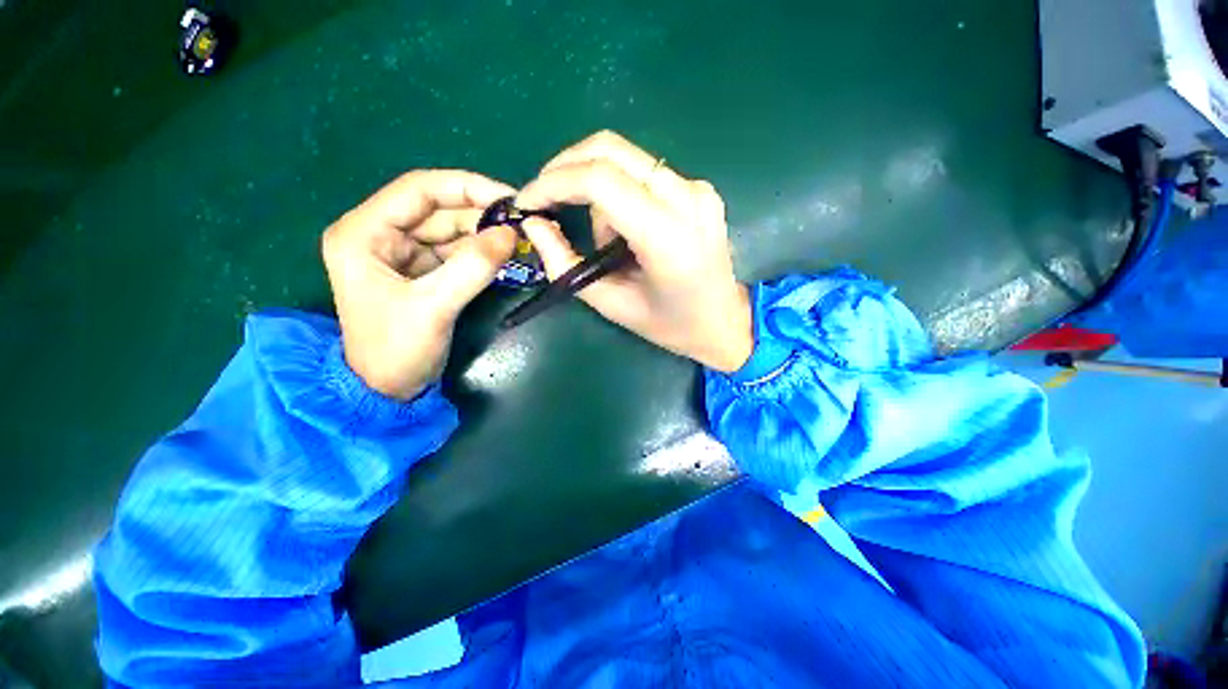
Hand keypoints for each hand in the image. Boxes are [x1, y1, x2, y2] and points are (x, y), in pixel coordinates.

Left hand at [322, 170, 517, 399]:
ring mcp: (401, 253)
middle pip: (437, 209)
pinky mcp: (420, 271)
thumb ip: (473, 267)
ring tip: (519, 237)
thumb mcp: (434, 307)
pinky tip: (504, 254)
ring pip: (449, 230)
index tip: (508, 197)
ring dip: (484, 233)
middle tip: (522, 221)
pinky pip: (455, 252)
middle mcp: (380, 234)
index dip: (466, 187)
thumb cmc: (396, 350)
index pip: (419, 190)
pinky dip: (480, 252)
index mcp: (364, 233)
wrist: (387, 391)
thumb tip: (511, 233)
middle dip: (480, 213)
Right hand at [516, 131, 752, 372]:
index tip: (527, 201)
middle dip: (566, 168)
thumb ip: (565, 264)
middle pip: (611, 149)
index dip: (553, 182)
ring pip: (624, 160)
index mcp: (667, 236)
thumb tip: (534, 224)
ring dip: (596, 190)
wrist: (724, 321)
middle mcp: (687, 199)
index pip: (600, 180)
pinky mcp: (699, 189)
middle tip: (545, 200)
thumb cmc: (669, 325)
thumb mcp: (610, 304)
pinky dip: (620, 194)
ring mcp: (698, 189)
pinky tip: (627, 231)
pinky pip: (644, 173)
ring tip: (606, 242)